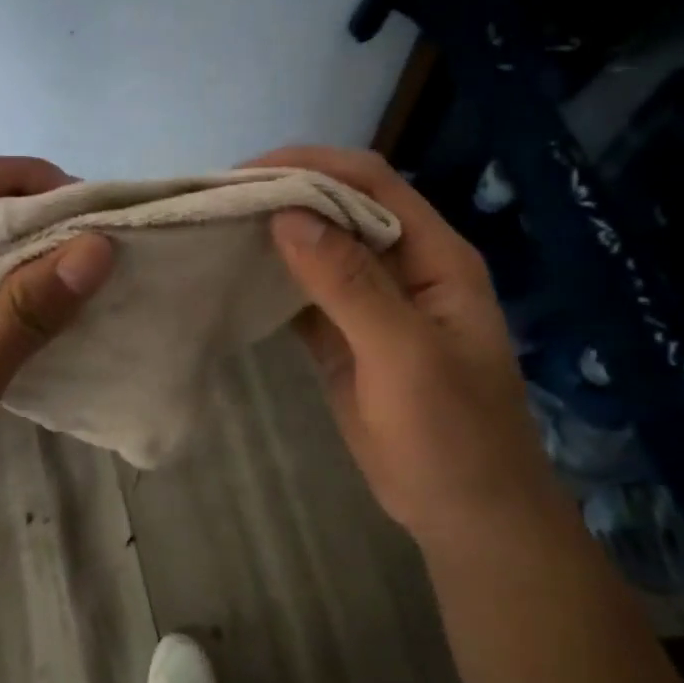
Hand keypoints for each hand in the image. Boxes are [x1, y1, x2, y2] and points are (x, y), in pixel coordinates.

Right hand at [247, 146, 564, 548]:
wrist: (467, 516)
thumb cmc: (451, 435)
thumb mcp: (404, 356)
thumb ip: (350, 284)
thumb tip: (289, 215)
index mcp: (434, 256)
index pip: (372, 184)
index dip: (313, 166)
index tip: (246, 174)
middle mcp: (403, 267)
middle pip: (341, 209)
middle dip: (285, 196)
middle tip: (218, 202)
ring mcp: (372, 304)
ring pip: (319, 251)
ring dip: (275, 237)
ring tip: (216, 229)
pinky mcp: (345, 339)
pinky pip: (305, 296)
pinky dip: (272, 283)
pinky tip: (234, 278)